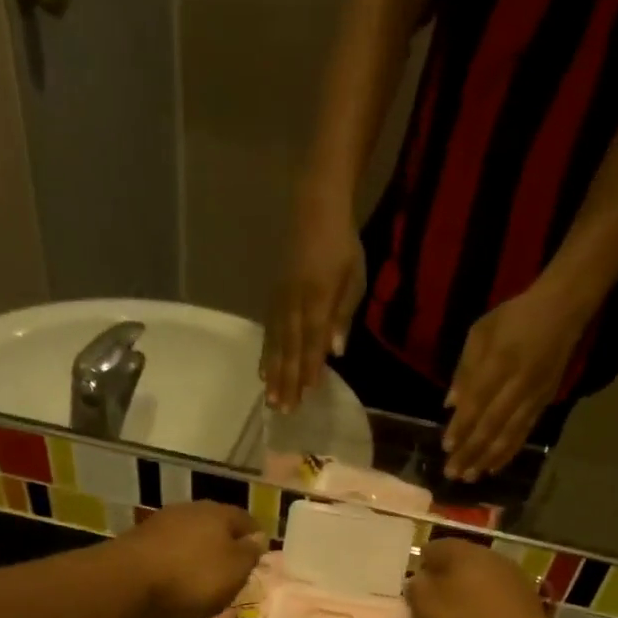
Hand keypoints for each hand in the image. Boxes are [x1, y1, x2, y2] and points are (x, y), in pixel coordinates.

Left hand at [115, 500, 265, 617]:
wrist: (127, 582)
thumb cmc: (192, 577)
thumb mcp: (234, 571)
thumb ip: (249, 553)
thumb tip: (259, 538)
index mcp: (219, 513)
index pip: (246, 520)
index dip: (255, 537)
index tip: (259, 556)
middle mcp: (190, 509)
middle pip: (216, 524)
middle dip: (225, 543)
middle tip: (232, 568)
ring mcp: (161, 522)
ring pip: (190, 535)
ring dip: (198, 552)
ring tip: (204, 576)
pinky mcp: (138, 540)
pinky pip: (168, 549)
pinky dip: (176, 561)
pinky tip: (176, 578)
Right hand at [260, 199, 364, 411]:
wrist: (315, 207)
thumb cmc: (342, 245)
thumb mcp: (354, 278)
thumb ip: (343, 315)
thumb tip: (335, 350)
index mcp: (318, 300)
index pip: (313, 341)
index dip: (310, 368)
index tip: (307, 393)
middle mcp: (295, 304)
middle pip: (291, 348)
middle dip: (287, 380)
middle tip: (283, 409)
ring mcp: (281, 301)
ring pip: (276, 343)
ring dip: (274, 373)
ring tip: (270, 397)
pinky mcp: (274, 297)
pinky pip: (268, 331)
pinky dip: (266, 353)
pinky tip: (264, 370)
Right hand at [406, 540, 562, 617]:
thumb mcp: (425, 610)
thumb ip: (416, 589)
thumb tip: (419, 579)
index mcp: (463, 552)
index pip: (432, 548)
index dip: (419, 569)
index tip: (413, 594)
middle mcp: (491, 556)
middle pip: (459, 564)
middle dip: (444, 582)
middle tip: (431, 610)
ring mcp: (514, 579)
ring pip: (480, 582)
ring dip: (466, 598)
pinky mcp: (529, 603)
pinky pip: (497, 601)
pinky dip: (485, 612)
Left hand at [443, 286, 585, 481]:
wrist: (563, 309)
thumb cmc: (514, 317)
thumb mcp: (481, 332)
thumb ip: (464, 369)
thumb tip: (450, 405)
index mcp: (499, 363)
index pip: (476, 403)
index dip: (461, 427)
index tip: (446, 447)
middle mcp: (517, 385)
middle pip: (491, 425)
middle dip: (470, 452)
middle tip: (452, 473)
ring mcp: (533, 396)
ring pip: (508, 434)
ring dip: (487, 458)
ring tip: (470, 477)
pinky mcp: (544, 403)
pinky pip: (524, 433)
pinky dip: (508, 452)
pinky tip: (494, 467)